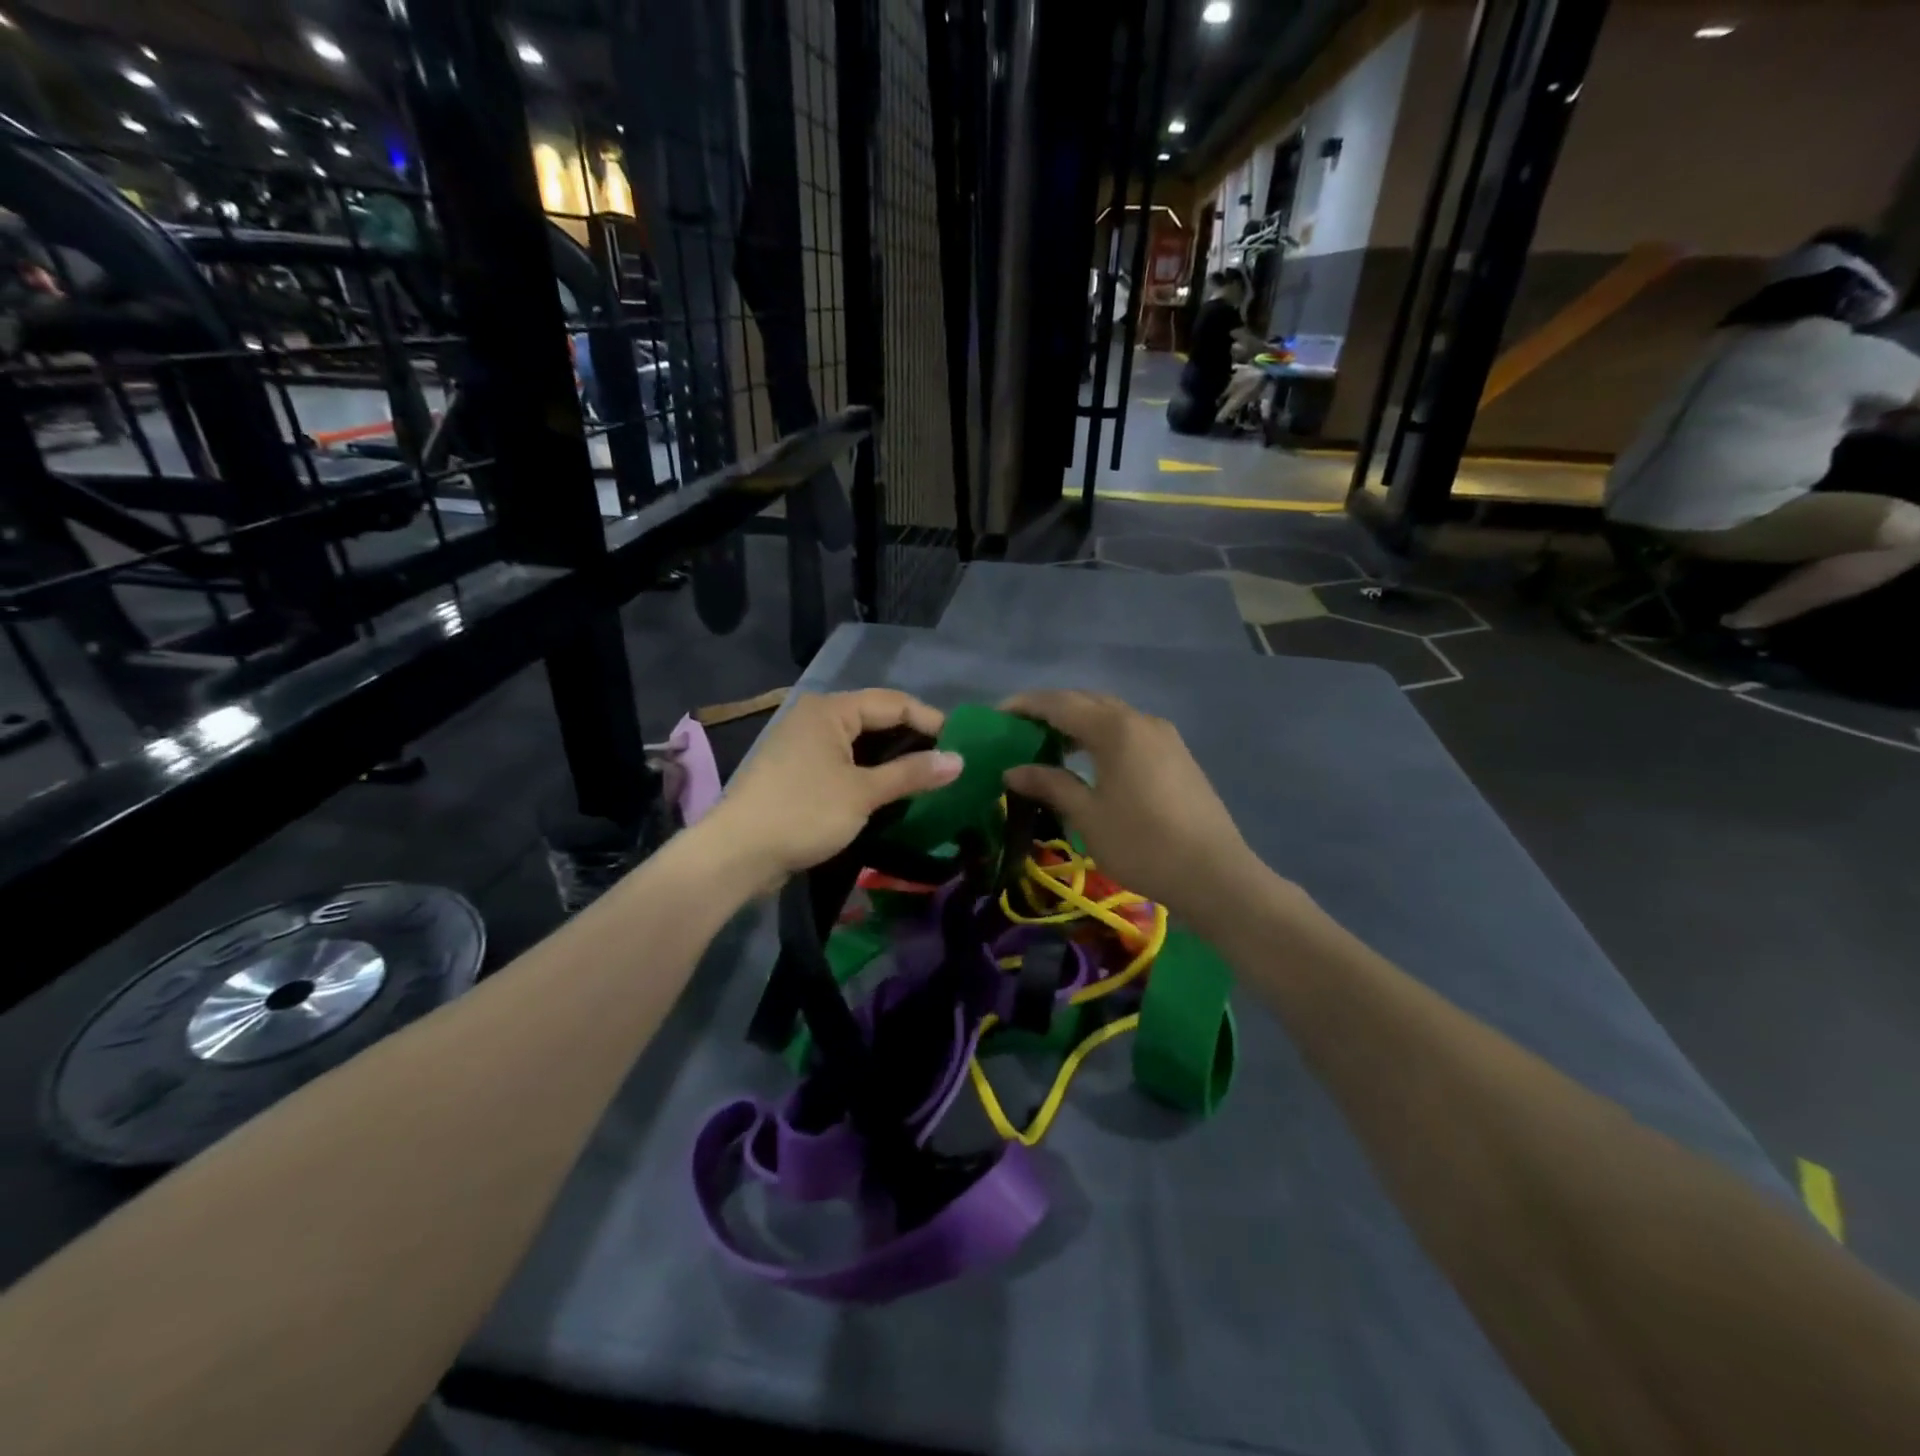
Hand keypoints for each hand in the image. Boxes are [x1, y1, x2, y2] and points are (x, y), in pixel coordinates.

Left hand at [706, 690, 960, 885]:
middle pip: (876, 718)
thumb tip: (959, 760)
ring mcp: (803, 744)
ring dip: (893, 758)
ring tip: (927, 777)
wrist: (736, 854)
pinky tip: (891, 789)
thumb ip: (912, 773)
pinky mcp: (797, 770)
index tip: (962, 745)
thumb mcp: (863, 793)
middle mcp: (815, 717)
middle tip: (948, 762)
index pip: (893, 702)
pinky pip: (844, 760)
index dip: (931, 721)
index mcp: (830, 710)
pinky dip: (869, 771)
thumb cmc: (803, 813)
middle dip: (913, 739)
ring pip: (860, 742)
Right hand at [1000, 691, 1274, 928]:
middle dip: (1051, 710)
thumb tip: (1013, 770)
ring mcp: (1164, 737)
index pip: (1060, 704)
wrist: (1214, 874)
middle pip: (1087, 702)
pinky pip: (1129, 732)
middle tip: (1021, 729)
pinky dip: (1101, 736)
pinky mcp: (1177, 755)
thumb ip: (1050, 784)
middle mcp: (1141, 721)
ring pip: (1111, 716)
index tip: (998, 715)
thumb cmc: (1143, 844)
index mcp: (1115, 729)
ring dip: (1078, 723)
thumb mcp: (1088, 816)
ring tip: (1050, 745)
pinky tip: (1089, 762)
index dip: (1026, 706)